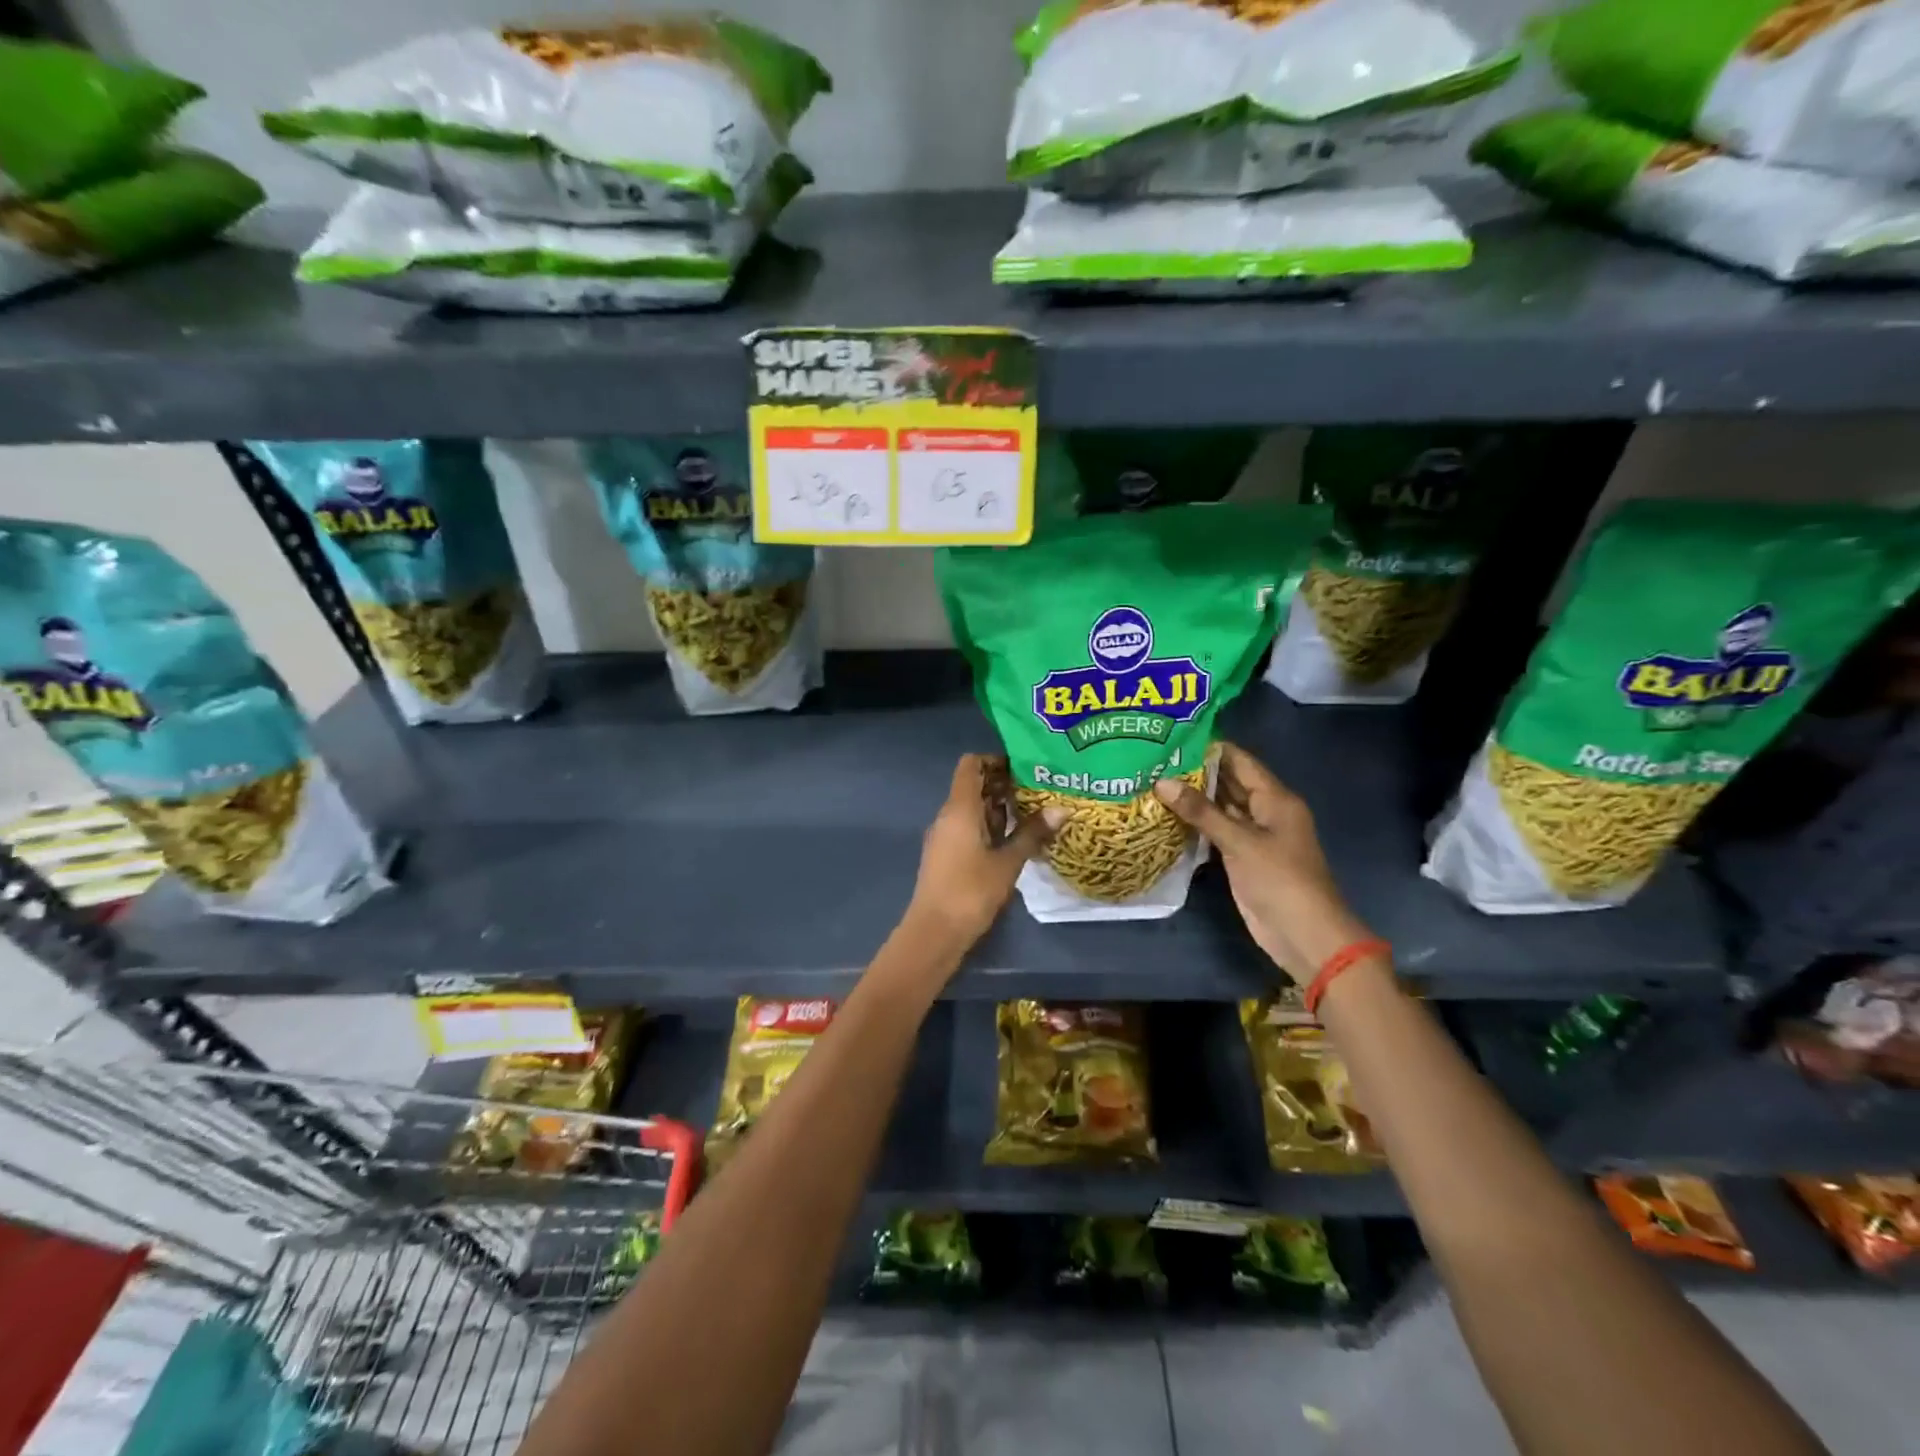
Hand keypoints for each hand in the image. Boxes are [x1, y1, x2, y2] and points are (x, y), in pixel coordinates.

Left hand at [905, 754, 1064, 949]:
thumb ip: (1032, 834)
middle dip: (1003, 785)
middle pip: (973, 786)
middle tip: (1039, 790)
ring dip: (999, 808)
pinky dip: (990, 827)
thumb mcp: (1008, 862)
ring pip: (972, 809)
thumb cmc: (971, 891)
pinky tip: (1015, 840)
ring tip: (1034, 813)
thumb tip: (1061, 809)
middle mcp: (948, 816)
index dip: (995, 760)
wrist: (935, 932)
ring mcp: (945, 836)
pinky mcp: (947, 855)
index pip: (971, 765)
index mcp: (959, 808)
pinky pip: (968, 828)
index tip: (1023, 767)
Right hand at [1153, 742, 1374, 985]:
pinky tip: (1166, 815)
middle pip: (1229, 782)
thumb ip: (1201, 812)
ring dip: (1193, 798)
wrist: (1304, 934)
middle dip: (1196, 771)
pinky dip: (1195, 823)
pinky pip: (1217, 832)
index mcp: (1275, 798)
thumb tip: (1162, 782)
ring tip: (1153, 780)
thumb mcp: (1240, 842)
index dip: (1210, 748)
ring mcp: (1253, 836)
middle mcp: (1265, 811)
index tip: (1173, 737)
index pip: (1240, 761)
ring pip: (1221, 808)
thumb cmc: (1280, 880)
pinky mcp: (1242, 858)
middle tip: (1155, 758)